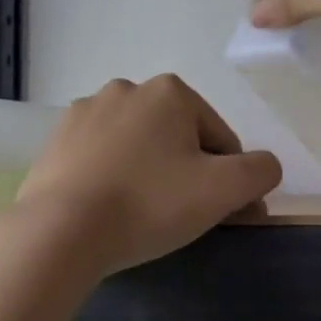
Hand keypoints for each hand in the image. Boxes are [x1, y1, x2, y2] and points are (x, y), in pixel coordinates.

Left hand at [13, 75, 281, 274]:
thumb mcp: (224, 190)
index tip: (223, 215)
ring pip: (139, 147)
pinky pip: (102, 158)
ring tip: (143, 217)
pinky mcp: (56, 141)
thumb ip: (261, 171)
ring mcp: (85, 113)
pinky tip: (110, 209)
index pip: (220, 139)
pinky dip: (114, 178)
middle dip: (188, 173)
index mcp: (170, 92)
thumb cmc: (149, 203)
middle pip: (178, 139)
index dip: (229, 180)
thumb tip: (264, 168)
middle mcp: (126, 89)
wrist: (60, 230)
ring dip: (150, 174)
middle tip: (183, 218)